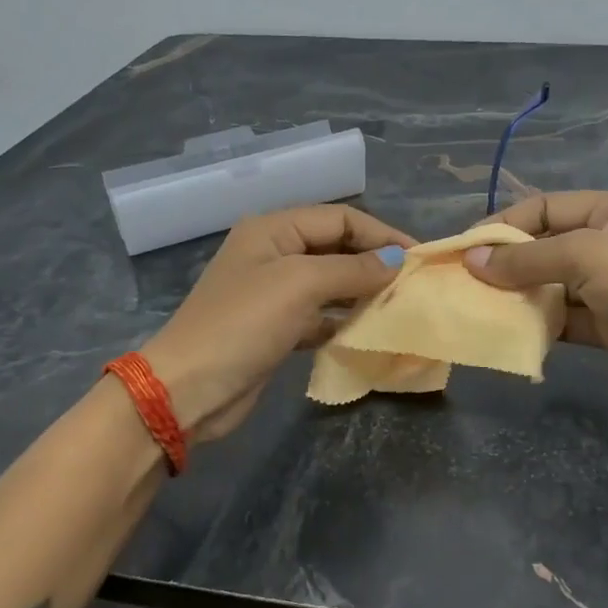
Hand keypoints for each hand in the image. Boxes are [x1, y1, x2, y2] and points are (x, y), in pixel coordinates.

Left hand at [141, 206, 413, 441]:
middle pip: (336, 248)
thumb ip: (353, 269)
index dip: (380, 233)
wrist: (189, 389)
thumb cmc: (243, 324)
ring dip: (362, 292)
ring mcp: (274, 293)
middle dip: (373, 262)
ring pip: (330, 283)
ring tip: (398, 307)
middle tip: (412, 284)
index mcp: (273, 230)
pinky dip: (343, 320)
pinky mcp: (276, 329)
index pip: (339, 218)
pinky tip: (367, 331)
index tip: (417, 258)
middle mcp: (274, 254)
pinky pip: (320, 315)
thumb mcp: (300, 285)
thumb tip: (396, 260)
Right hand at [466, 191, 607, 418]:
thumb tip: (472, 260)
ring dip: (520, 295)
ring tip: (479, 306)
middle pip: (547, 246)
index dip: (505, 224)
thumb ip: (527, 259)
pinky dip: (540, 324)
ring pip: (553, 286)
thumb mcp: (586, 256)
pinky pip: (564, 319)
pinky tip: (511, 331)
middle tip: (465, 281)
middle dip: (508, 262)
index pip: (546, 207)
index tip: (465, 247)